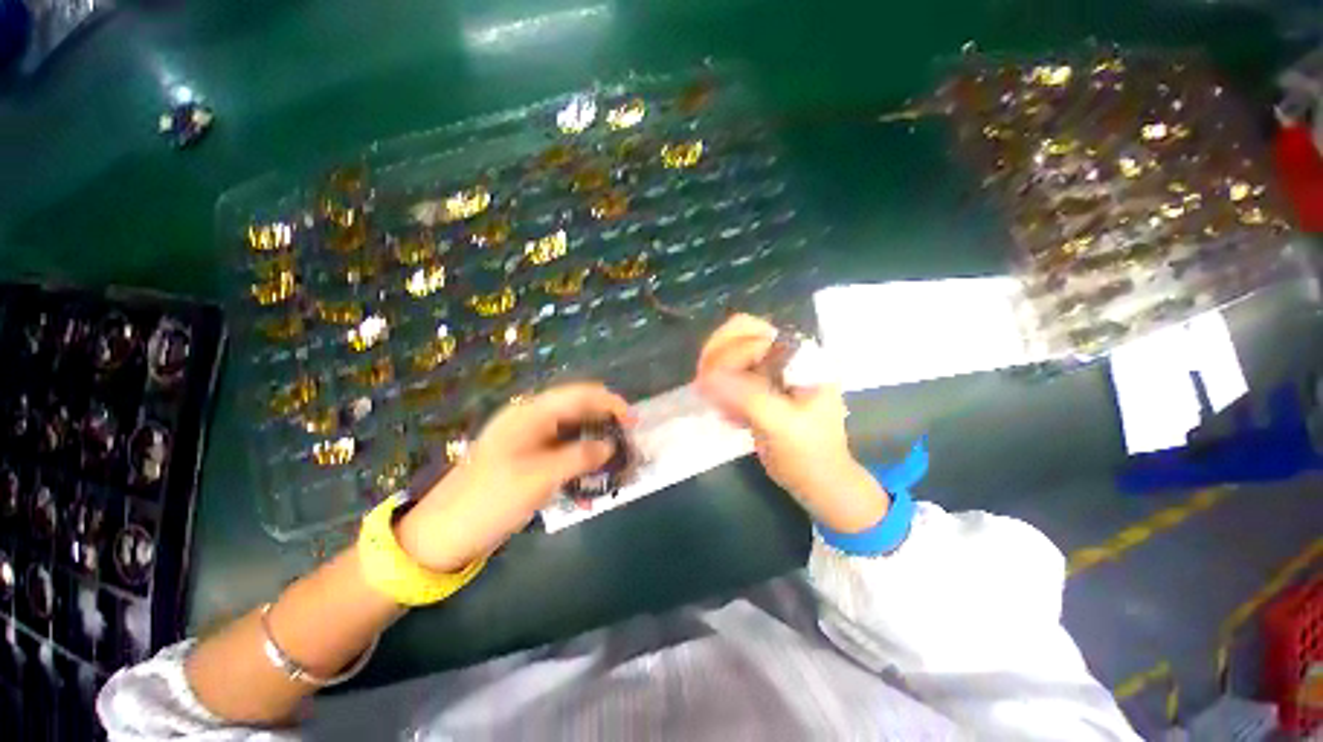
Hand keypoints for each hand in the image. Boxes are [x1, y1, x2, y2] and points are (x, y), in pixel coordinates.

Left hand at [395, 383, 630, 571]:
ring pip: (573, 433)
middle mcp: (532, 420)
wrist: (444, 533)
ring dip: (595, 445)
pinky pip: (563, 453)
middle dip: (605, 424)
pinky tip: (590, 484)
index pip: (580, 394)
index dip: (610, 402)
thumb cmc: (491, 499)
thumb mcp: (541, 477)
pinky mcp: (529, 460)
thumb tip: (611, 446)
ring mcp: (530, 440)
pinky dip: (580, 463)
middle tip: (628, 444)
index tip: (634, 420)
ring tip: (616, 463)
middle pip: (578, 411)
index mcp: (531, 413)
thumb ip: (580, 456)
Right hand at [695, 314, 888, 532]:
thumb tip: (708, 377)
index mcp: (800, 356)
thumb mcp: (782, 425)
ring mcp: (772, 370)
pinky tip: (729, 416)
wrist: (819, 482)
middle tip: (703, 386)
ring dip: (715, 375)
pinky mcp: (760, 387)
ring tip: (718, 406)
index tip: (709, 384)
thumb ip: (748, 397)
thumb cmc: (809, 454)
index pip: (752, 334)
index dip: (727, 355)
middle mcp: (786, 355)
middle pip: (738, 335)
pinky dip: (721, 390)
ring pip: (730, 354)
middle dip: (715, 358)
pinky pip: (730, 375)